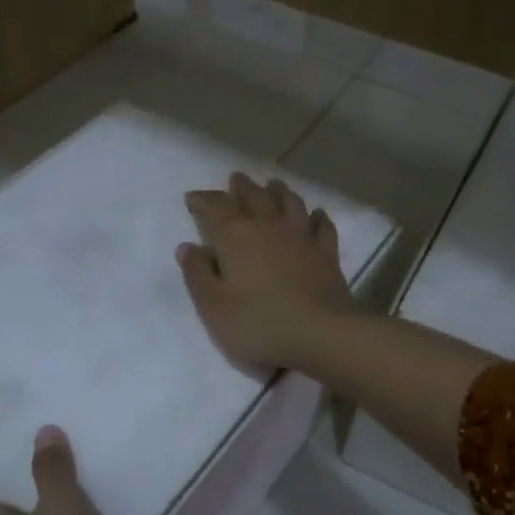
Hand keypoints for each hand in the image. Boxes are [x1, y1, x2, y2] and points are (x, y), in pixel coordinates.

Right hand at [178, 173, 361, 372]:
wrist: (320, 334)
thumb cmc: (258, 323)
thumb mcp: (213, 306)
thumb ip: (197, 274)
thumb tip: (187, 247)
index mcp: (236, 236)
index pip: (215, 208)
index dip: (202, 201)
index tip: (192, 198)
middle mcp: (268, 226)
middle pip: (253, 197)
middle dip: (241, 187)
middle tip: (235, 179)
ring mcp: (301, 237)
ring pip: (289, 203)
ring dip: (278, 191)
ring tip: (272, 184)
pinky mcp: (326, 253)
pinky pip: (322, 226)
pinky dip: (317, 217)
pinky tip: (316, 214)